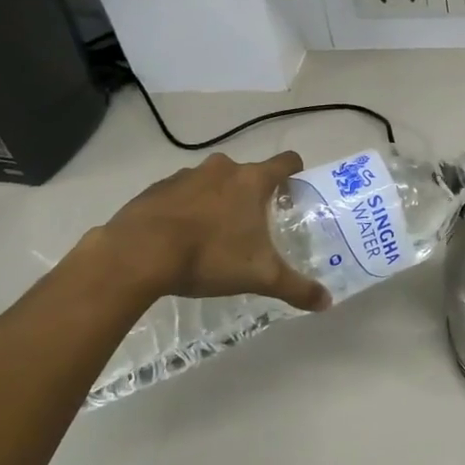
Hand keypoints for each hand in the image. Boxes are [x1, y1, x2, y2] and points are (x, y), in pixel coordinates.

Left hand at [85, 152, 331, 312]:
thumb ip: (296, 287)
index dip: (295, 173)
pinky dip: (185, 208)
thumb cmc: (209, 256)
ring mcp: (187, 175)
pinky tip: (179, 238)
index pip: (286, 161)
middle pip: (248, 173)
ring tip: (214, 234)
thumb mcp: (259, 276)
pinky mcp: (157, 188)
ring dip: (217, 200)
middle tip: (253, 225)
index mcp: (252, 180)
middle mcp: (223, 169)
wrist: (137, 254)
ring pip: (213, 182)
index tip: (294, 193)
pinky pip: (181, 193)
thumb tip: (327, 302)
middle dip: (252, 194)